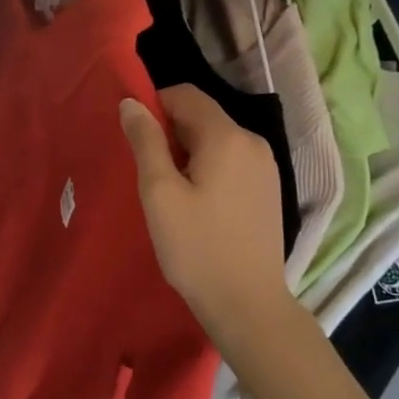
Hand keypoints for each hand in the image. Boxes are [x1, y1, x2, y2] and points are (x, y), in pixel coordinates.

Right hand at [121, 85, 292, 343]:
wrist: (247, 304)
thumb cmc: (197, 247)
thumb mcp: (159, 192)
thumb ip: (145, 141)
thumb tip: (131, 103)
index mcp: (227, 136)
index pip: (185, 95)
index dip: (154, 106)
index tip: (134, 138)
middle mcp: (253, 142)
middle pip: (202, 116)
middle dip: (170, 133)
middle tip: (148, 173)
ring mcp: (266, 166)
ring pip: (215, 139)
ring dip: (186, 152)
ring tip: (169, 192)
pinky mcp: (267, 189)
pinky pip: (230, 160)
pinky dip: (206, 168)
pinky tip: (196, 204)